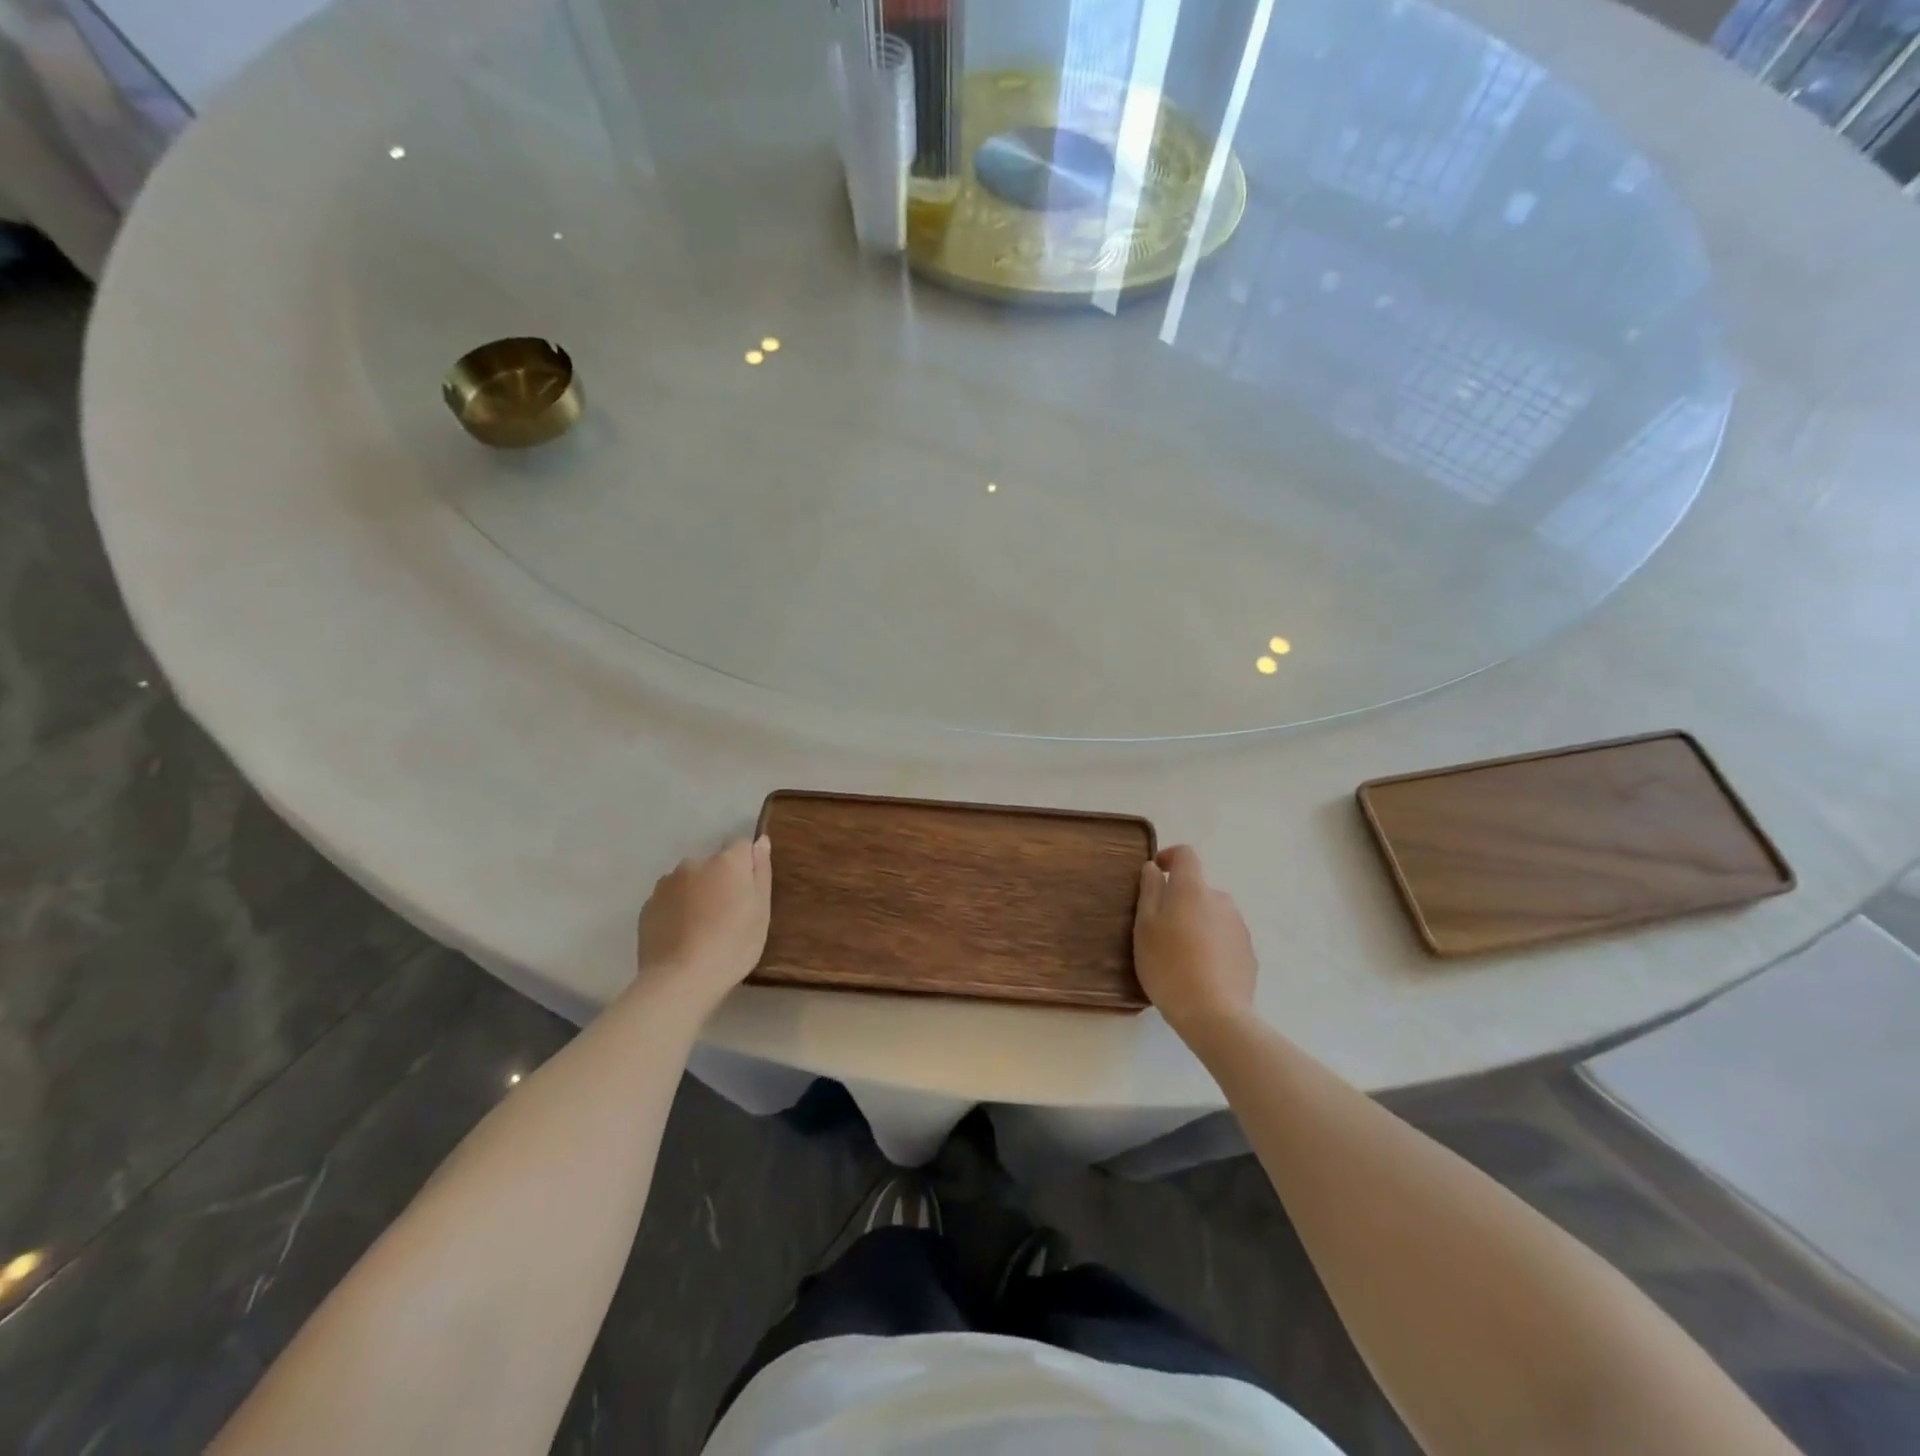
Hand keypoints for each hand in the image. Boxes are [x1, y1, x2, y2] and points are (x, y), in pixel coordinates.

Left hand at [635, 836, 771, 1009]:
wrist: (680, 980)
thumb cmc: (733, 945)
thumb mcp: (761, 911)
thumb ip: (761, 872)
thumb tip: (760, 841)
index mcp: (727, 862)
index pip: (742, 846)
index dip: (747, 866)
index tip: (748, 893)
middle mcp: (694, 863)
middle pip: (713, 864)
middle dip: (719, 880)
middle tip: (726, 915)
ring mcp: (666, 884)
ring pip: (689, 881)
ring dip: (696, 894)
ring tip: (701, 929)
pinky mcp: (647, 906)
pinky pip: (669, 900)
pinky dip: (676, 911)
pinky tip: (681, 937)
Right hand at [1134, 844, 1257, 1037]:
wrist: (1214, 1014)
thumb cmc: (1169, 965)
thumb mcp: (1144, 927)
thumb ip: (1149, 891)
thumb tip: (1154, 868)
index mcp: (1192, 889)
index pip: (1186, 855)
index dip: (1169, 857)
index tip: (1155, 873)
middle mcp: (1220, 899)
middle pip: (1197, 889)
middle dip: (1179, 901)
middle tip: (1160, 930)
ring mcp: (1239, 926)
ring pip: (1211, 914)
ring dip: (1196, 923)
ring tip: (1180, 954)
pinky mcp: (1248, 953)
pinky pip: (1224, 937)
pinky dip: (1211, 944)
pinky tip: (1199, 971)